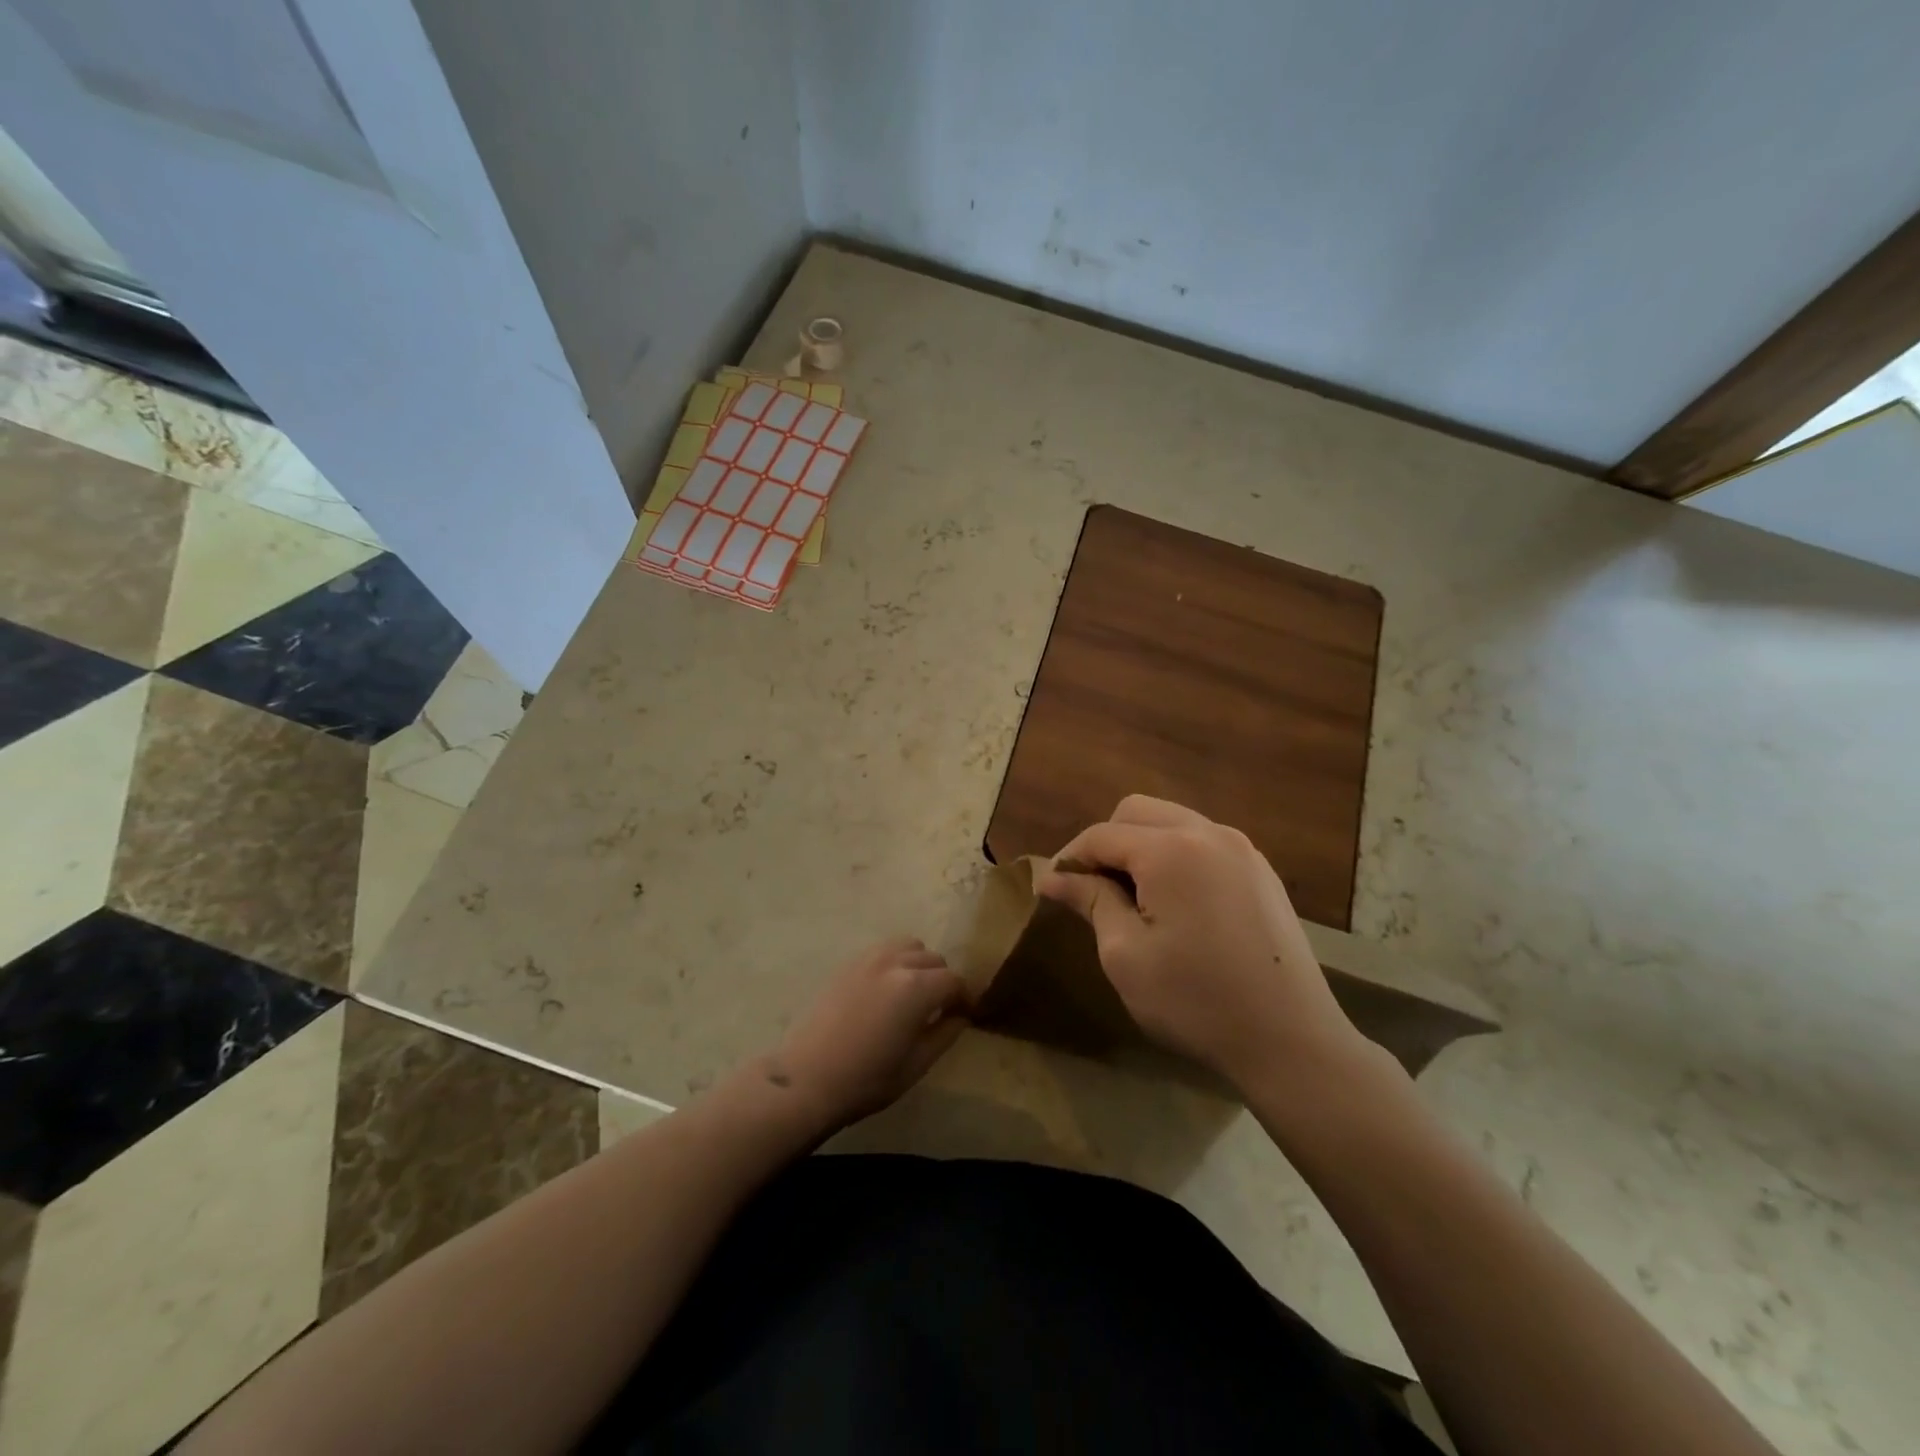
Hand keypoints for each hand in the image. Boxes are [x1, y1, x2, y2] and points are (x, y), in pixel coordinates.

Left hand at [767, 938, 972, 1132]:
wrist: (806, 1078)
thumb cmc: (866, 1079)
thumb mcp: (916, 1065)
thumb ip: (945, 1034)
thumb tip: (960, 1016)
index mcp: (917, 988)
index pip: (954, 981)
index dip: (964, 997)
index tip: (963, 1015)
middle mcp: (895, 963)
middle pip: (934, 958)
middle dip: (943, 980)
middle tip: (939, 1009)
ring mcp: (869, 959)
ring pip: (909, 946)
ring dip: (919, 964)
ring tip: (913, 993)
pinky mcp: (848, 963)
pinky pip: (883, 950)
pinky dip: (895, 961)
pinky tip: (887, 989)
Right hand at [1035, 796, 1378, 1098]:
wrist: (1291, 1039)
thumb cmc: (1195, 1000)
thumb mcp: (1125, 955)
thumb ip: (1090, 901)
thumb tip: (1054, 877)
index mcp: (1171, 850)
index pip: (1102, 835)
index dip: (1070, 858)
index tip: (1051, 888)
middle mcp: (1208, 832)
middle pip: (1137, 812)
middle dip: (1106, 842)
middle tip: (1093, 890)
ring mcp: (1241, 849)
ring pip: (1172, 821)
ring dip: (1141, 846)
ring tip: (1132, 896)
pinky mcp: (1260, 870)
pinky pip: (1203, 842)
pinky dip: (1176, 856)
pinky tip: (1175, 902)